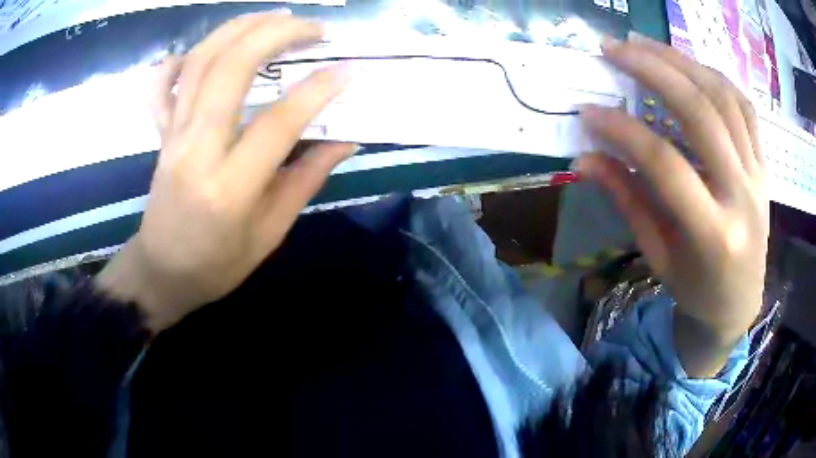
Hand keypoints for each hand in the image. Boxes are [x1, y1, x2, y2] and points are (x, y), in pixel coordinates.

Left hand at [96, 12, 353, 333]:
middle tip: (314, 29)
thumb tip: (345, 138)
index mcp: (229, 188)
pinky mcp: (160, 134)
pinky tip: (200, 49)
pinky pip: (161, 87)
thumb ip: (306, 179)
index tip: (349, 70)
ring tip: (275, 17)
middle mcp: (195, 151)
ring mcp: (172, 136)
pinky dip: (177, 60)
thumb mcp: (270, 233)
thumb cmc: (217, 264)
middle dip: (277, 36)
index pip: (278, 123)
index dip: (318, 90)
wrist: (163, 272)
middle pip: (231, 70)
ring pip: (199, 64)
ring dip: (238, 29)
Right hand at [579, 33, 768, 376]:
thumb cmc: (697, 288)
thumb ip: (627, 200)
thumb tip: (585, 159)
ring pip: (724, 98)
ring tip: (645, 44)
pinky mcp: (763, 163)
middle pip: (701, 113)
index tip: (588, 111)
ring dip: (682, 62)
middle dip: (654, 71)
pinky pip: (743, 107)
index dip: (623, 131)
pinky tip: (688, 64)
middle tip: (614, 48)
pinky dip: (714, 76)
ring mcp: (758, 175)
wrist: (740, 301)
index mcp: (713, 234)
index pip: (666, 165)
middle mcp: (742, 196)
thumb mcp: (659, 255)